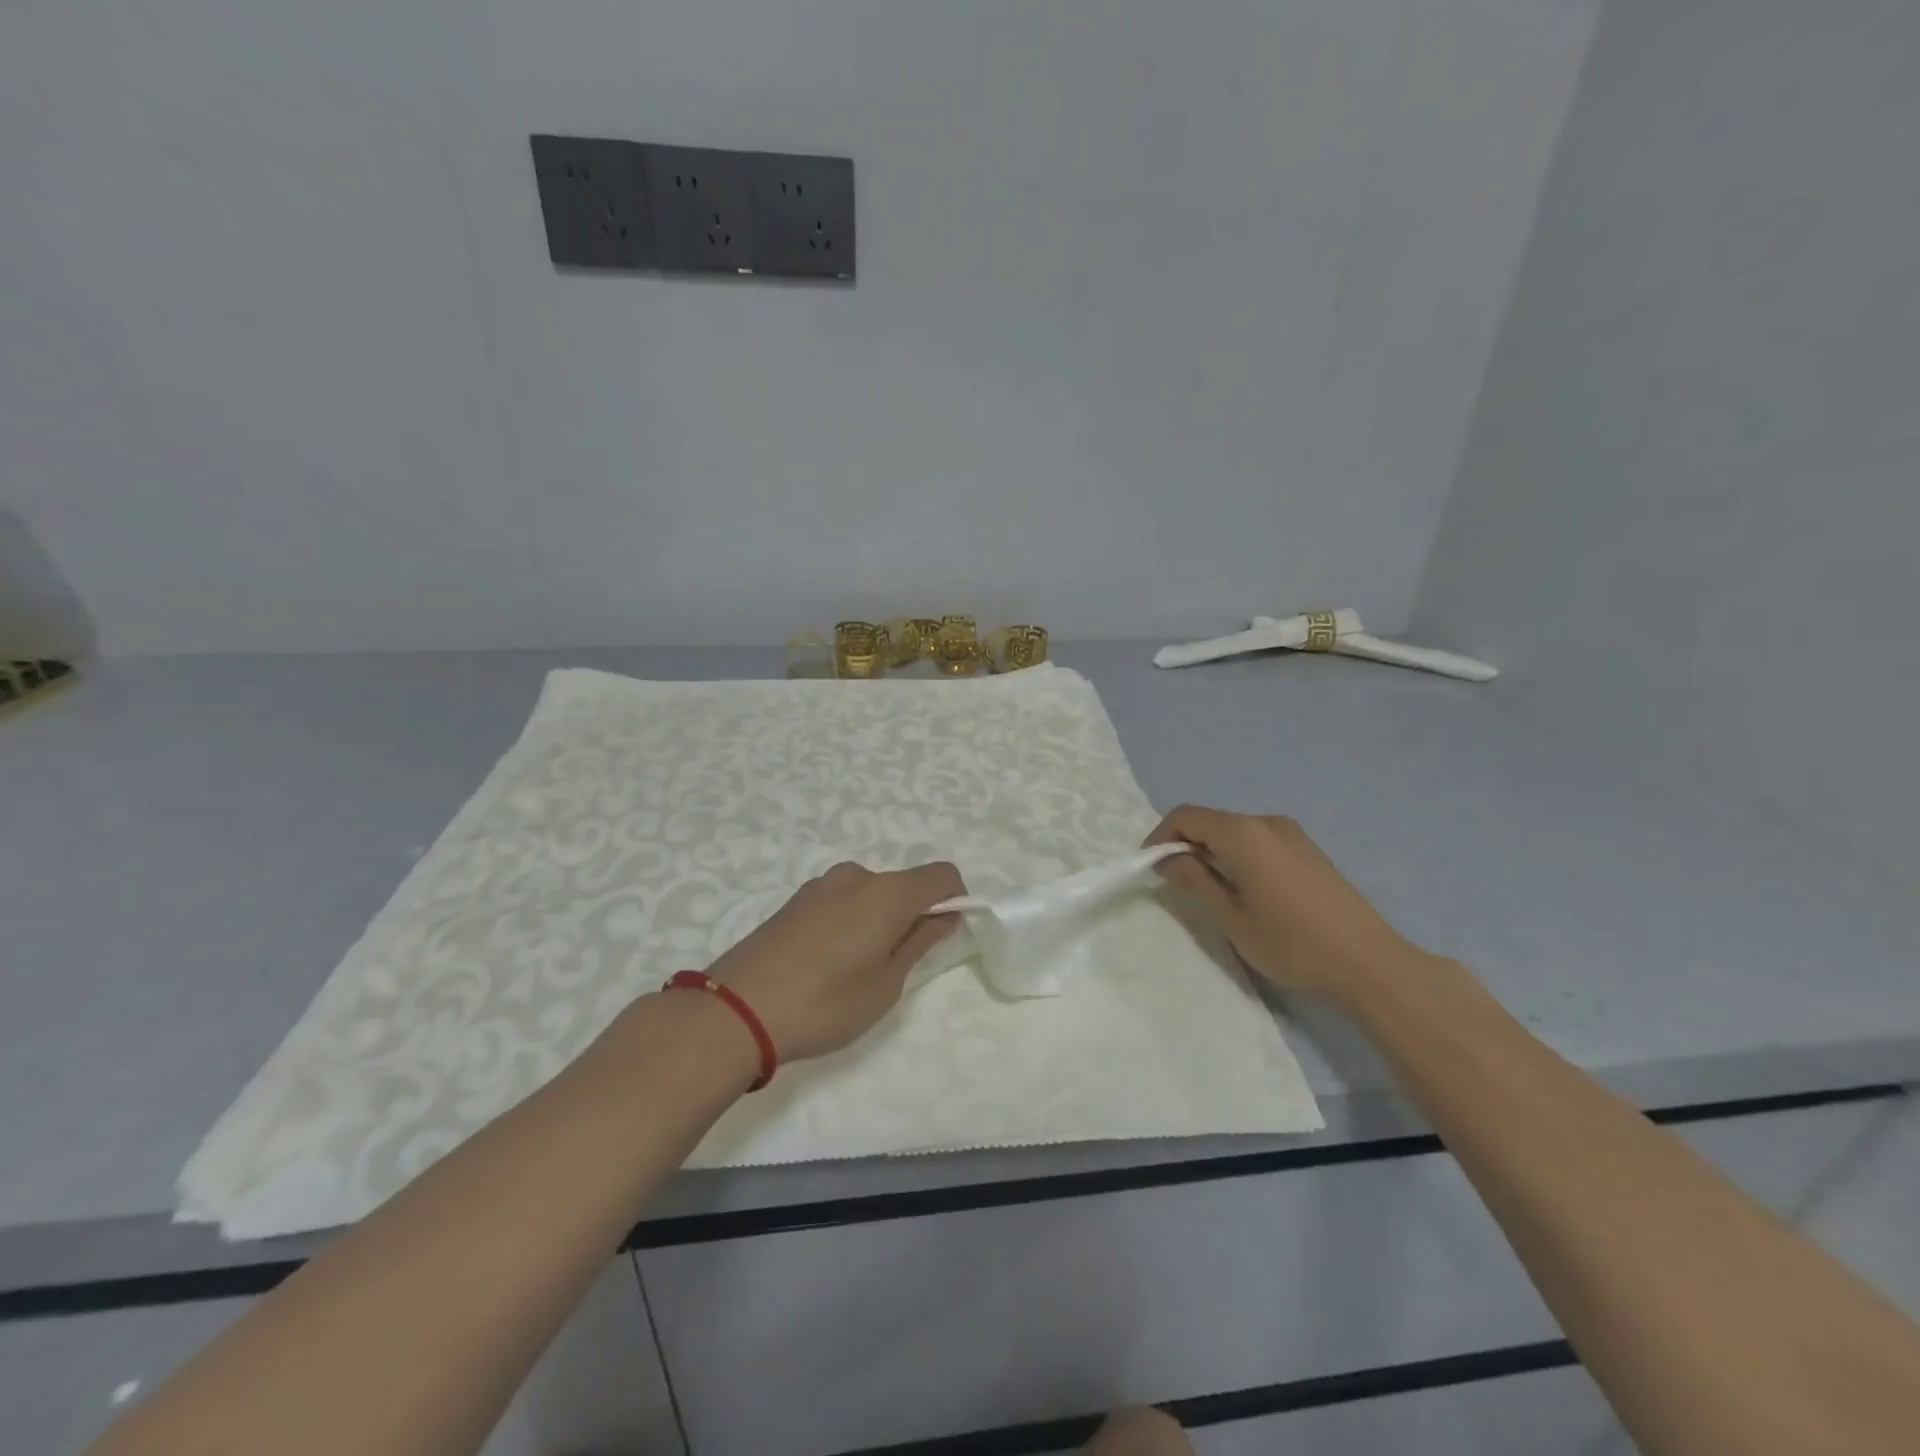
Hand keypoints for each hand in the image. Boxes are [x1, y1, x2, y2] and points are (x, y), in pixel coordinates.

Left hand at [706, 861, 965, 1061]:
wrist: (734, 1011)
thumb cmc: (823, 1003)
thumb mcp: (885, 985)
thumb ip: (919, 943)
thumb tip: (943, 916)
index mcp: (886, 892)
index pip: (942, 874)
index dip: (955, 900)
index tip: (944, 937)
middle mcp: (856, 876)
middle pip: (904, 885)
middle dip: (913, 916)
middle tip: (897, 967)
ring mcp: (820, 885)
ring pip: (870, 894)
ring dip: (879, 921)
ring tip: (855, 971)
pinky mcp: (794, 900)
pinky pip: (841, 901)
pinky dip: (851, 922)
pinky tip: (826, 964)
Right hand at [1145, 806, 1423, 1001]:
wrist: (1369, 963)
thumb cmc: (1291, 943)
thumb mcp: (1231, 916)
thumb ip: (1196, 880)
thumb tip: (1167, 859)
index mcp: (1243, 833)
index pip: (1185, 816)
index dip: (1160, 837)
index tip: (1150, 868)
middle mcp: (1266, 822)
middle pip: (1210, 821)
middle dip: (1185, 845)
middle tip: (1174, 882)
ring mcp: (1291, 834)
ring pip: (1234, 831)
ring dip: (1211, 851)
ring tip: (1207, 890)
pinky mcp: (1307, 849)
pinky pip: (1257, 841)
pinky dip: (1236, 855)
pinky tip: (1243, 890)